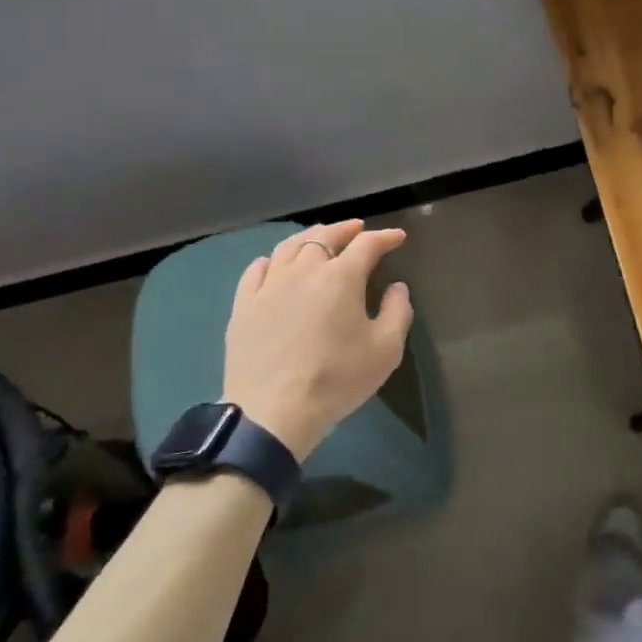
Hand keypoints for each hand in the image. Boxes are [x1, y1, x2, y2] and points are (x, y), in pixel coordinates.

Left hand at [223, 220, 412, 460]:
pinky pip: (257, 269)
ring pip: (290, 246)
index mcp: (341, 276)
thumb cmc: (336, 379)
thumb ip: (397, 312)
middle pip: (325, 236)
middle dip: (345, 229)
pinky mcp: (244, 304)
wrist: (273, 412)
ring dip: (310, 237)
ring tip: (320, 238)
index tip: (397, 237)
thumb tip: (397, 287)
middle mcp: (304, 269)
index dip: (385, 237)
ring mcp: (270, 285)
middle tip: (358, 229)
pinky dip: (272, 260)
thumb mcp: (385, 350)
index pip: (367, 245)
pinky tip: (275, 264)